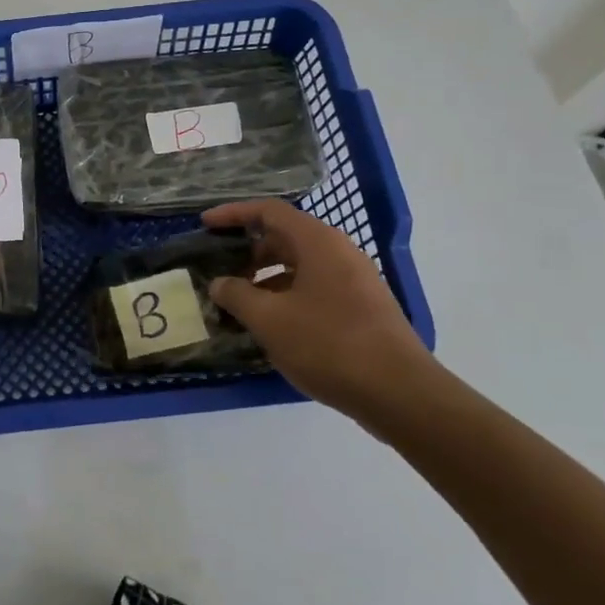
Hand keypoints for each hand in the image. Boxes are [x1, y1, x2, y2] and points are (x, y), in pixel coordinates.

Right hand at [203, 199, 432, 419]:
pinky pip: (314, 288)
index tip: (205, 225)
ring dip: (265, 278)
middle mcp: (338, 252)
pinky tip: (270, 325)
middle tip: (220, 272)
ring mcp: (354, 280)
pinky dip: (286, 296)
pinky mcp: (361, 308)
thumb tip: (219, 284)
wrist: (399, 392)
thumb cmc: (328, 344)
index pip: (269, 212)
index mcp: (317, 242)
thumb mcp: (270, 320)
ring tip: (239, 303)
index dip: (233, 214)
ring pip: (299, 266)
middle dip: (248, 252)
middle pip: (284, 237)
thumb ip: (237, 296)